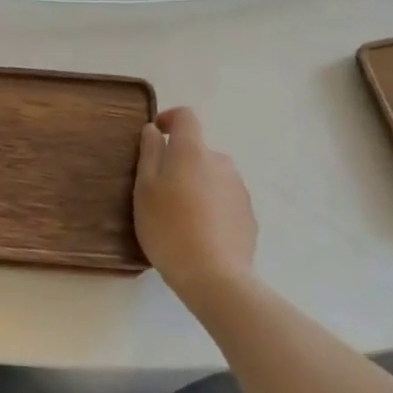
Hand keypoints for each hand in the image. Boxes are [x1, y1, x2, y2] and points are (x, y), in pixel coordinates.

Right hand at [134, 106, 257, 299]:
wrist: (214, 276)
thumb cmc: (169, 227)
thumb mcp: (144, 189)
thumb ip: (149, 153)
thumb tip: (154, 130)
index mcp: (192, 151)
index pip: (186, 117)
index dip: (169, 119)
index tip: (155, 135)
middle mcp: (220, 161)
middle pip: (197, 151)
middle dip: (179, 163)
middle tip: (160, 192)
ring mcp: (239, 188)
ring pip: (211, 176)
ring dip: (196, 185)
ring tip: (180, 216)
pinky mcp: (248, 215)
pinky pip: (224, 199)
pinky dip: (211, 206)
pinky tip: (199, 233)